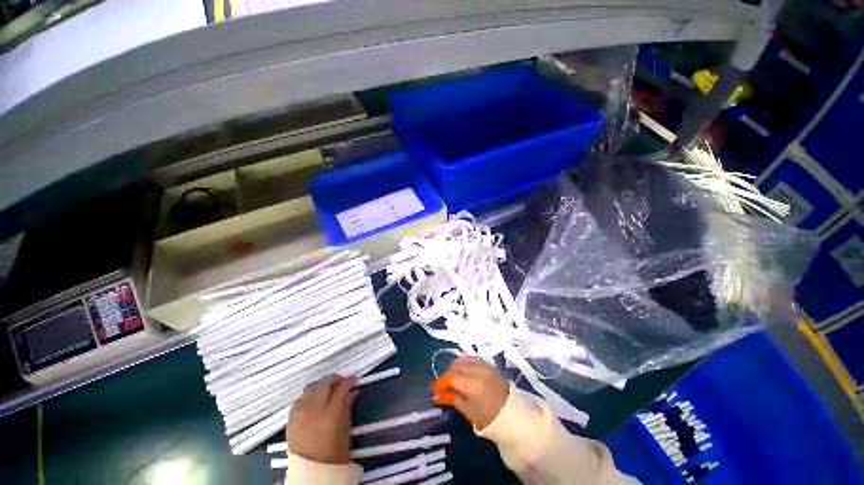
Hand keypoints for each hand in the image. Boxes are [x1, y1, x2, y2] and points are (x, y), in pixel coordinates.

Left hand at [286, 375, 357, 463]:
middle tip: (341, 382)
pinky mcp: (291, 418)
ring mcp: (300, 413)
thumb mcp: (346, 427)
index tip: (355, 379)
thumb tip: (353, 391)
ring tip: (327, 390)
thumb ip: (348, 405)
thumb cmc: (335, 451)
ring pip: (310, 387)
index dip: (350, 380)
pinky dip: (308, 396)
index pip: (342, 387)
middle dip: (334, 379)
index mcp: (332, 412)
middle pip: (324, 383)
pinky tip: (314, 401)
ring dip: (321, 385)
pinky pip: (299, 399)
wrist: (313, 471)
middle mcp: (315, 408)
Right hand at [432, 357, 509, 429]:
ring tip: (452, 379)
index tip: (435, 390)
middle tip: (443, 386)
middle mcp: (477, 370)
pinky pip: (472, 359)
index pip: (450, 377)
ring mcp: (484, 365)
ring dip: (455, 367)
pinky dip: (464, 363)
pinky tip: (463, 372)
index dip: (441, 383)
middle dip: (447, 375)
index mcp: (472, 384)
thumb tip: (438, 395)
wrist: (513, 415)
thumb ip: (452, 399)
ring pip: (463, 360)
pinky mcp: (489, 364)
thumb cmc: (489, 418)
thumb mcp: (468, 411)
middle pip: (455, 366)